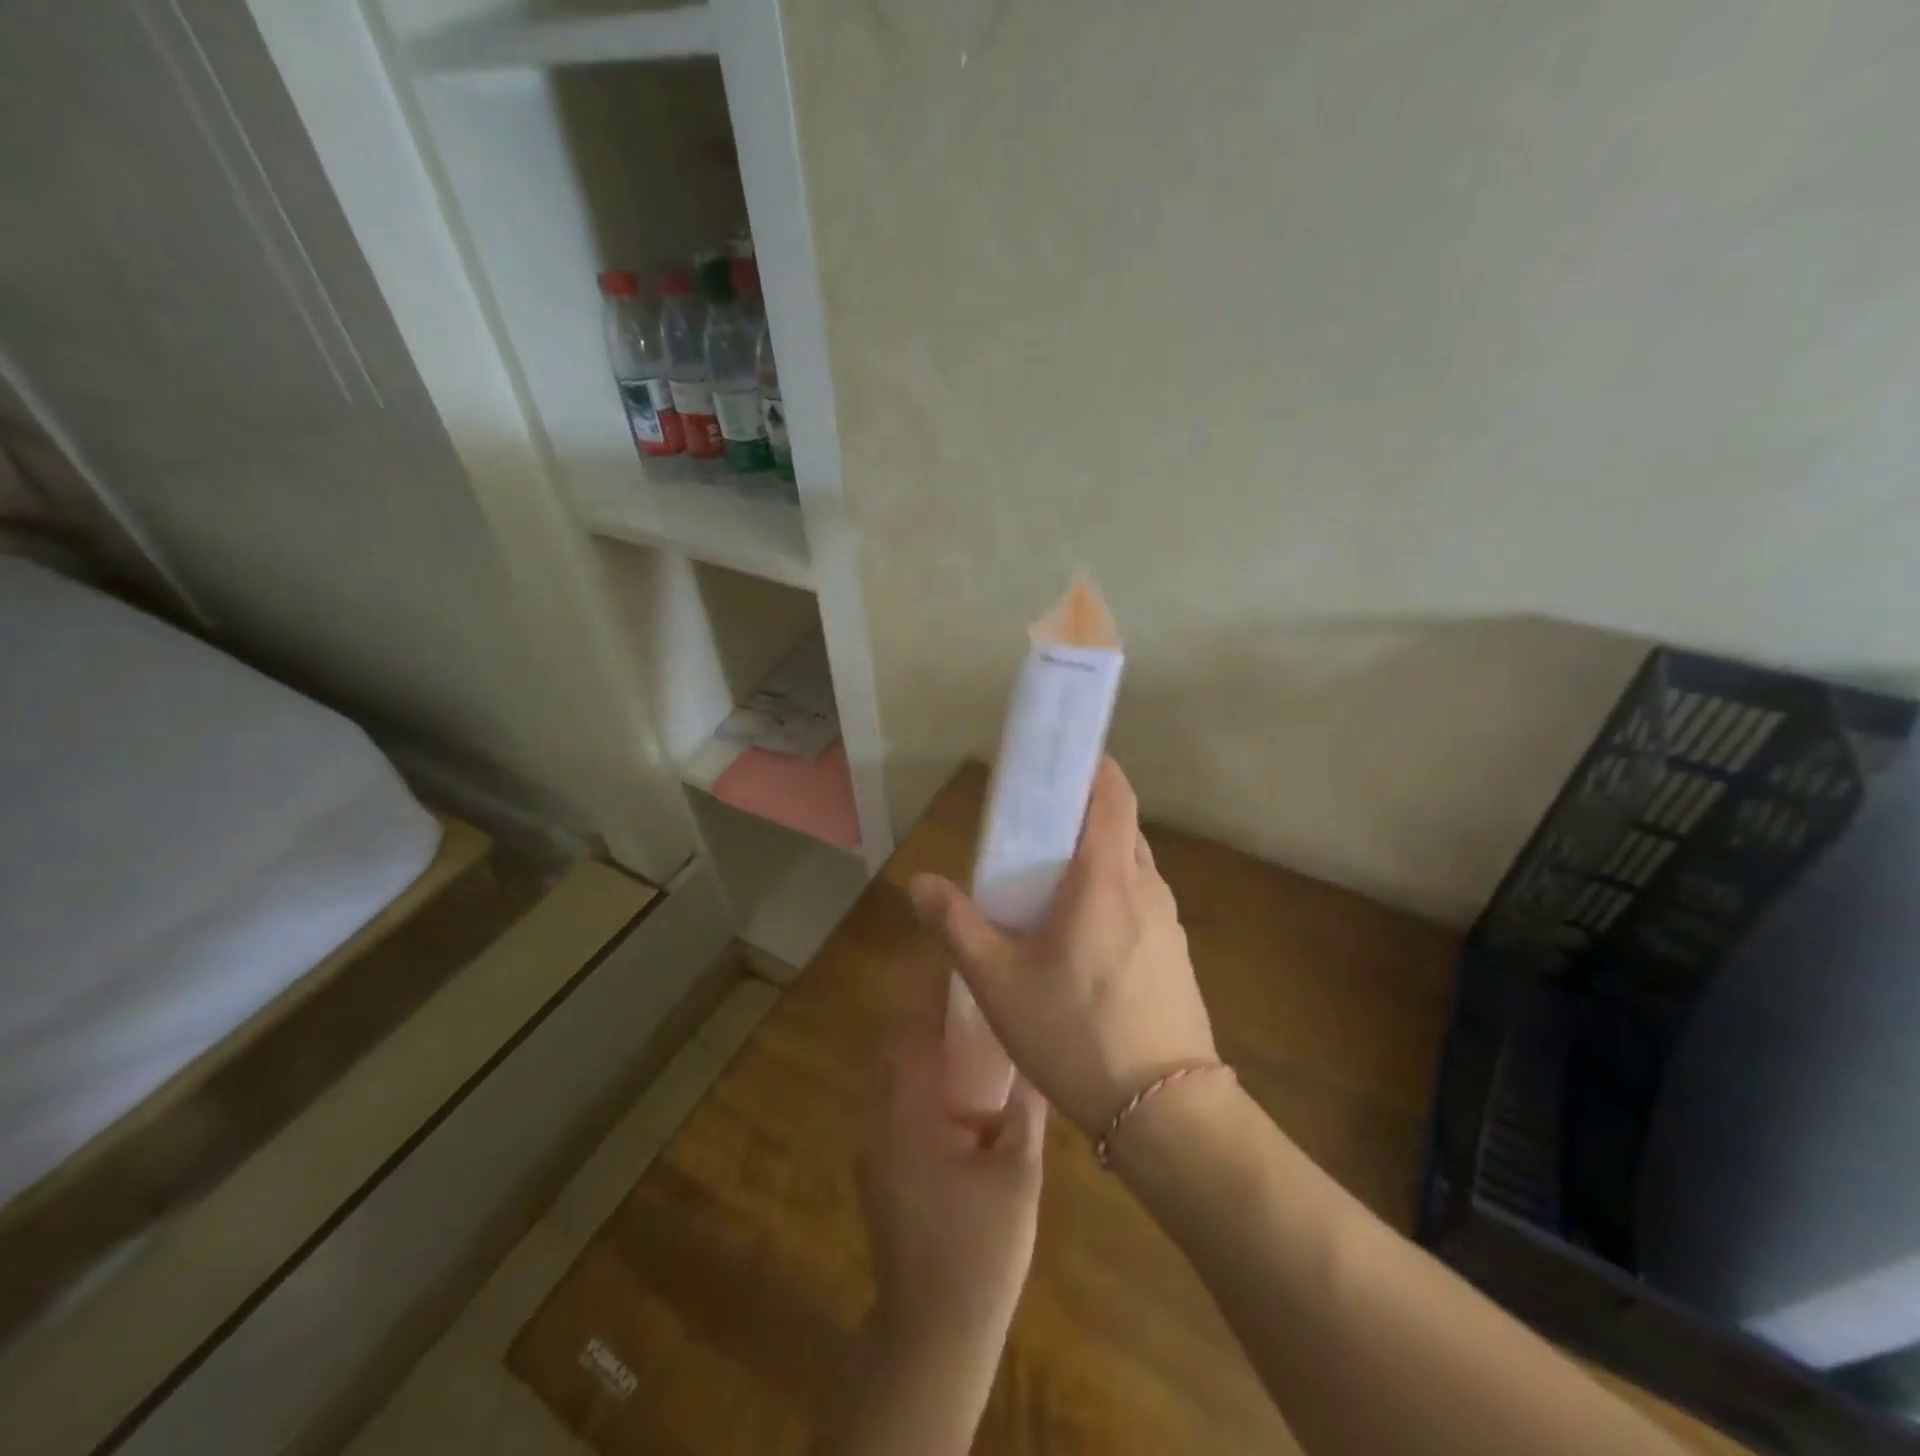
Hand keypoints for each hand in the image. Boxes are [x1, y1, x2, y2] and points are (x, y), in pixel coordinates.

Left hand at [860, 988, 1046, 1350]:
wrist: (933, 1333)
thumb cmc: (980, 1249)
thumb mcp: (1016, 1175)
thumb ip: (1023, 1111)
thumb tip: (1036, 1061)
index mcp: (908, 1116)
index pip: (910, 1036)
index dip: (929, 999)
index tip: (957, 974)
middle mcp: (879, 1122)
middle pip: (895, 1051)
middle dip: (926, 1023)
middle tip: (971, 1006)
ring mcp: (873, 1149)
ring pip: (892, 1079)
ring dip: (922, 1056)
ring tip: (968, 1044)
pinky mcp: (878, 1172)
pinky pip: (893, 1108)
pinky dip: (919, 1088)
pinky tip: (957, 1102)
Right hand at [909, 757, 1217, 1135]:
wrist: (1166, 1112)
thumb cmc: (1076, 1033)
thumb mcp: (998, 981)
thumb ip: (957, 925)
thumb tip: (919, 884)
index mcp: (1106, 876)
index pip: (1111, 792)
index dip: (1090, 766)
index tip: (1056, 763)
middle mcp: (1146, 886)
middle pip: (1119, 825)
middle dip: (1080, 815)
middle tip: (1033, 830)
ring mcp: (1168, 922)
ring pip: (1131, 865)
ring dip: (1095, 858)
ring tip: (1049, 885)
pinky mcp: (1175, 954)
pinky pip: (1140, 902)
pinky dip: (1111, 895)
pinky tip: (1081, 939)